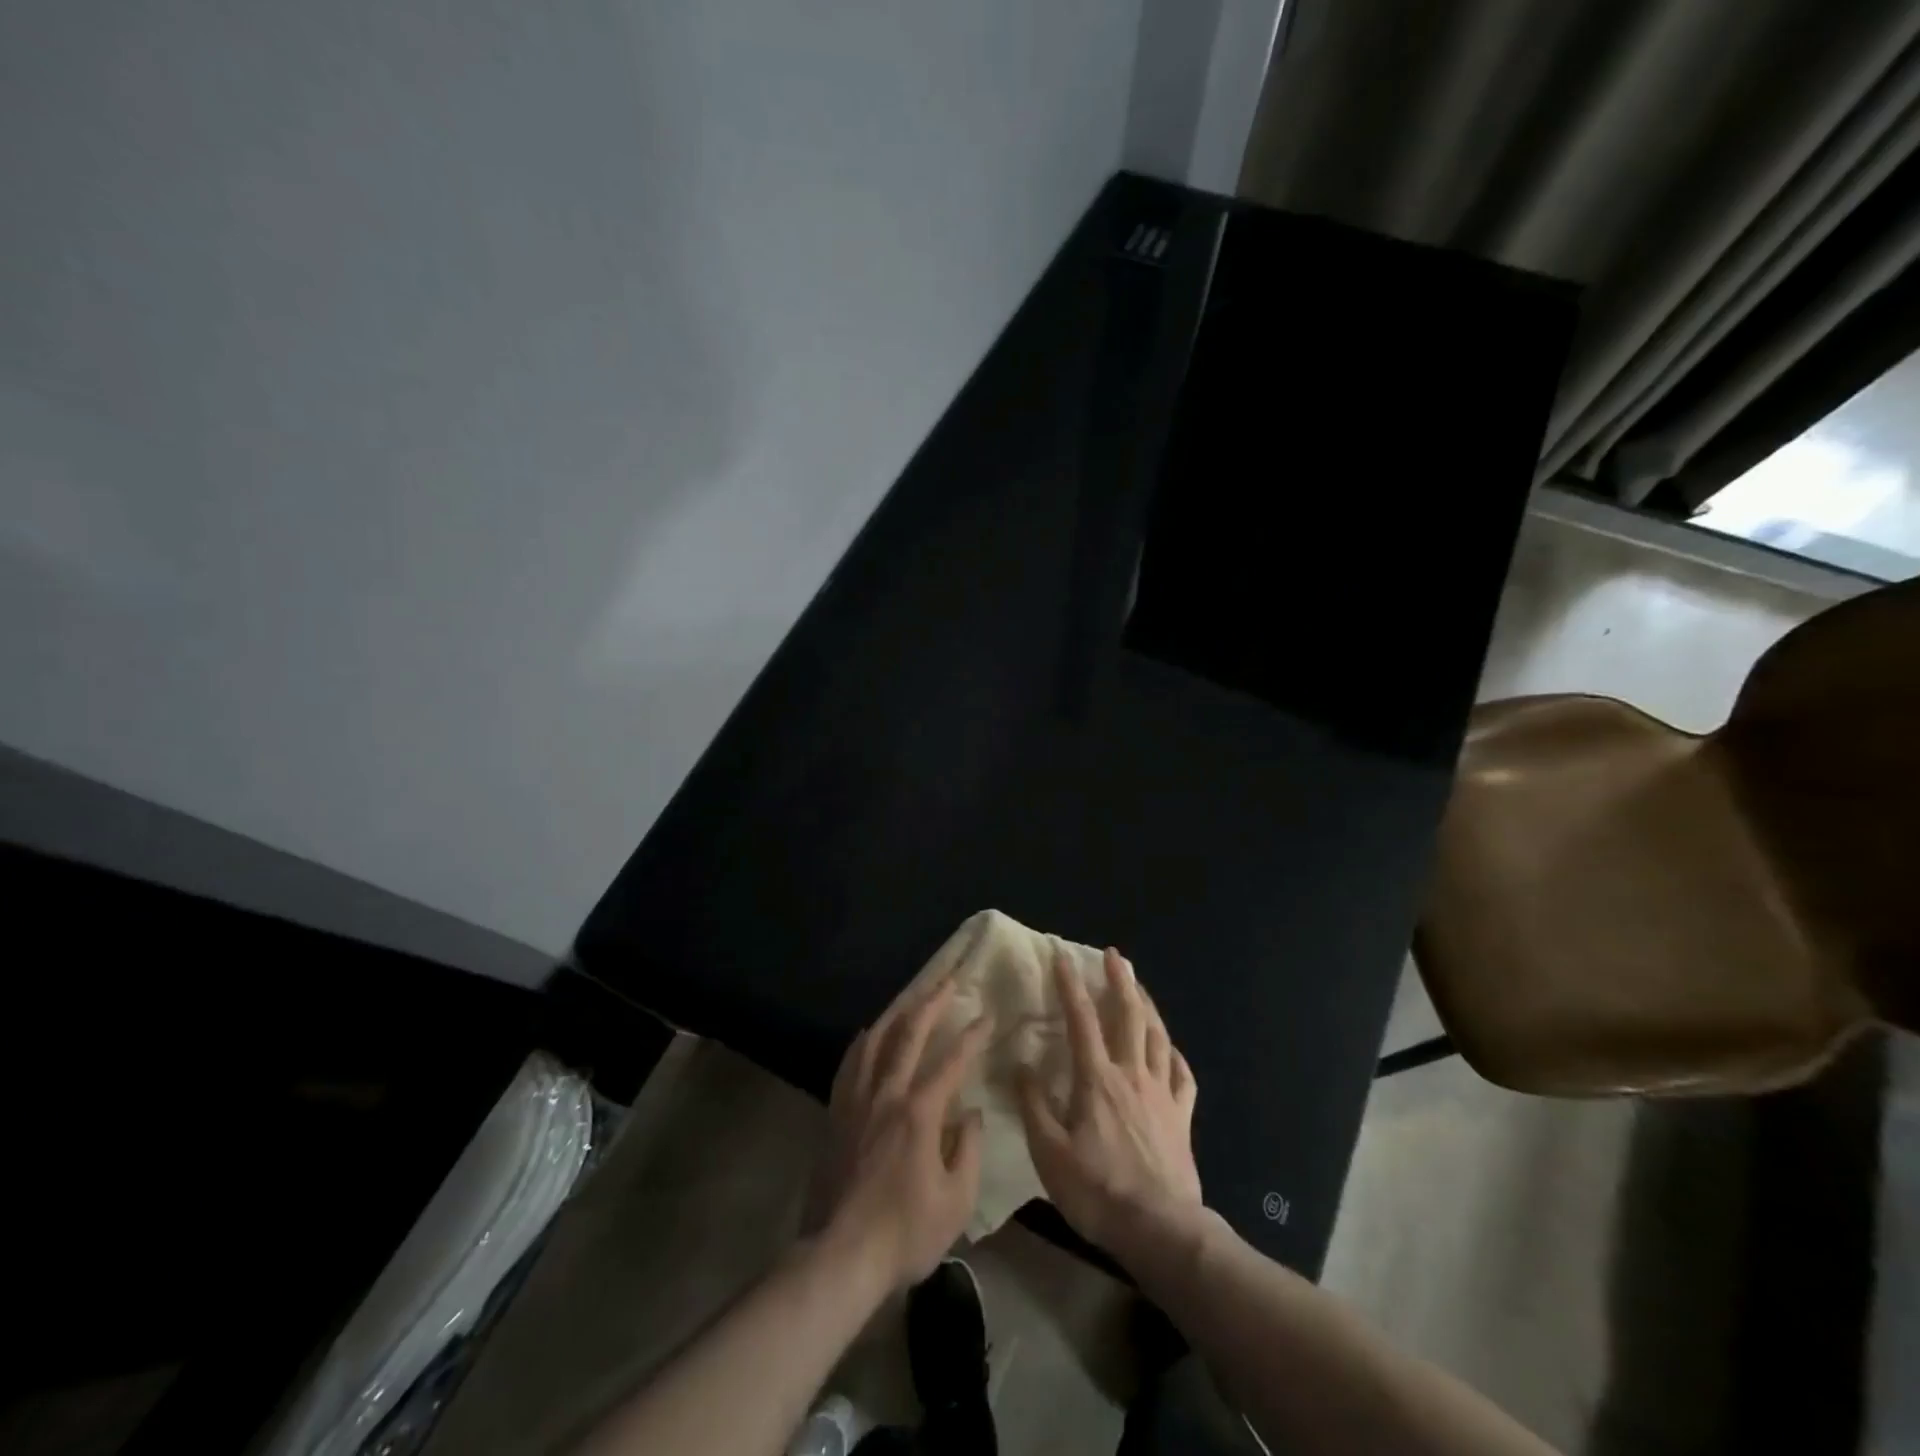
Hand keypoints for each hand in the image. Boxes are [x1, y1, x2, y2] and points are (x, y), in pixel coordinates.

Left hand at [807, 977, 993, 1292]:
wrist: (840, 1255)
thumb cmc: (905, 1233)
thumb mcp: (956, 1201)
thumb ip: (968, 1150)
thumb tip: (970, 1114)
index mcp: (919, 1113)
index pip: (951, 1062)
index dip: (972, 1036)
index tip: (987, 1015)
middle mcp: (886, 1094)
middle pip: (908, 1035)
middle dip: (931, 1003)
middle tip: (947, 980)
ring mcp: (856, 1101)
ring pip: (875, 1040)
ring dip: (896, 1013)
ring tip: (911, 996)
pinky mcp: (836, 1113)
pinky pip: (849, 1064)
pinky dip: (862, 1042)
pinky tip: (868, 1033)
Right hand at [1019, 948, 1201, 1256]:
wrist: (1160, 1230)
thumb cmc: (1098, 1190)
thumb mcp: (1049, 1152)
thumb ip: (1033, 1105)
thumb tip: (1021, 1064)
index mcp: (1097, 1079)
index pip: (1081, 1019)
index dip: (1070, 984)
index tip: (1062, 955)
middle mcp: (1132, 1075)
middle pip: (1129, 1016)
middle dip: (1121, 980)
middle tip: (1115, 955)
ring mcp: (1162, 1094)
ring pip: (1159, 1037)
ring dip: (1148, 1007)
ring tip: (1140, 988)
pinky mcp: (1182, 1118)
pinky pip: (1183, 1076)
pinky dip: (1176, 1055)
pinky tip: (1171, 1049)